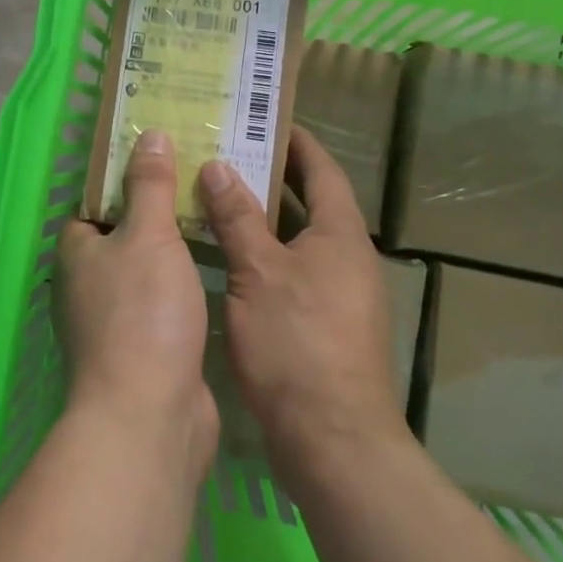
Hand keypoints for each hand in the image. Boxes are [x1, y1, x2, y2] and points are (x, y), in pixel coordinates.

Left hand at [56, 130, 217, 476]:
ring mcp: (115, 322)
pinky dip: (185, 286)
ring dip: (175, 250)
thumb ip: (149, 185)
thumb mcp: (148, 234)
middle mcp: (88, 286)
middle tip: (200, 182)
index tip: (164, 158)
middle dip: (157, 212)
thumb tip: (147, 134)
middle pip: (124, 236)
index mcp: (77, 253)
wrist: (151, 416)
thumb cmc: (143, 312)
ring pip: (147, 270)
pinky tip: (218, 269)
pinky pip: (165, 303)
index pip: (94, 204)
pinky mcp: (145, 352)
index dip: (125, 180)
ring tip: (216, 216)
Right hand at [198, 128, 403, 477]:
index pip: (322, 170)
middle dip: (272, 177)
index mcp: (340, 235)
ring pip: (296, 240)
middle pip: (310, 203)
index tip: (265, 120)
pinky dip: (262, 254)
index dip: (296, 142)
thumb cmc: (297, 343)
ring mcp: (337, 294)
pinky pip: (291, 271)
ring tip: (216, 195)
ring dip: (263, 218)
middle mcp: (346, 258)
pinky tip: (225, 257)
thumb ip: (238, 217)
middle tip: (226, 152)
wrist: (334, 442)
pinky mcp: (322, 325)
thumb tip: (217, 166)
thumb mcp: (258, 272)